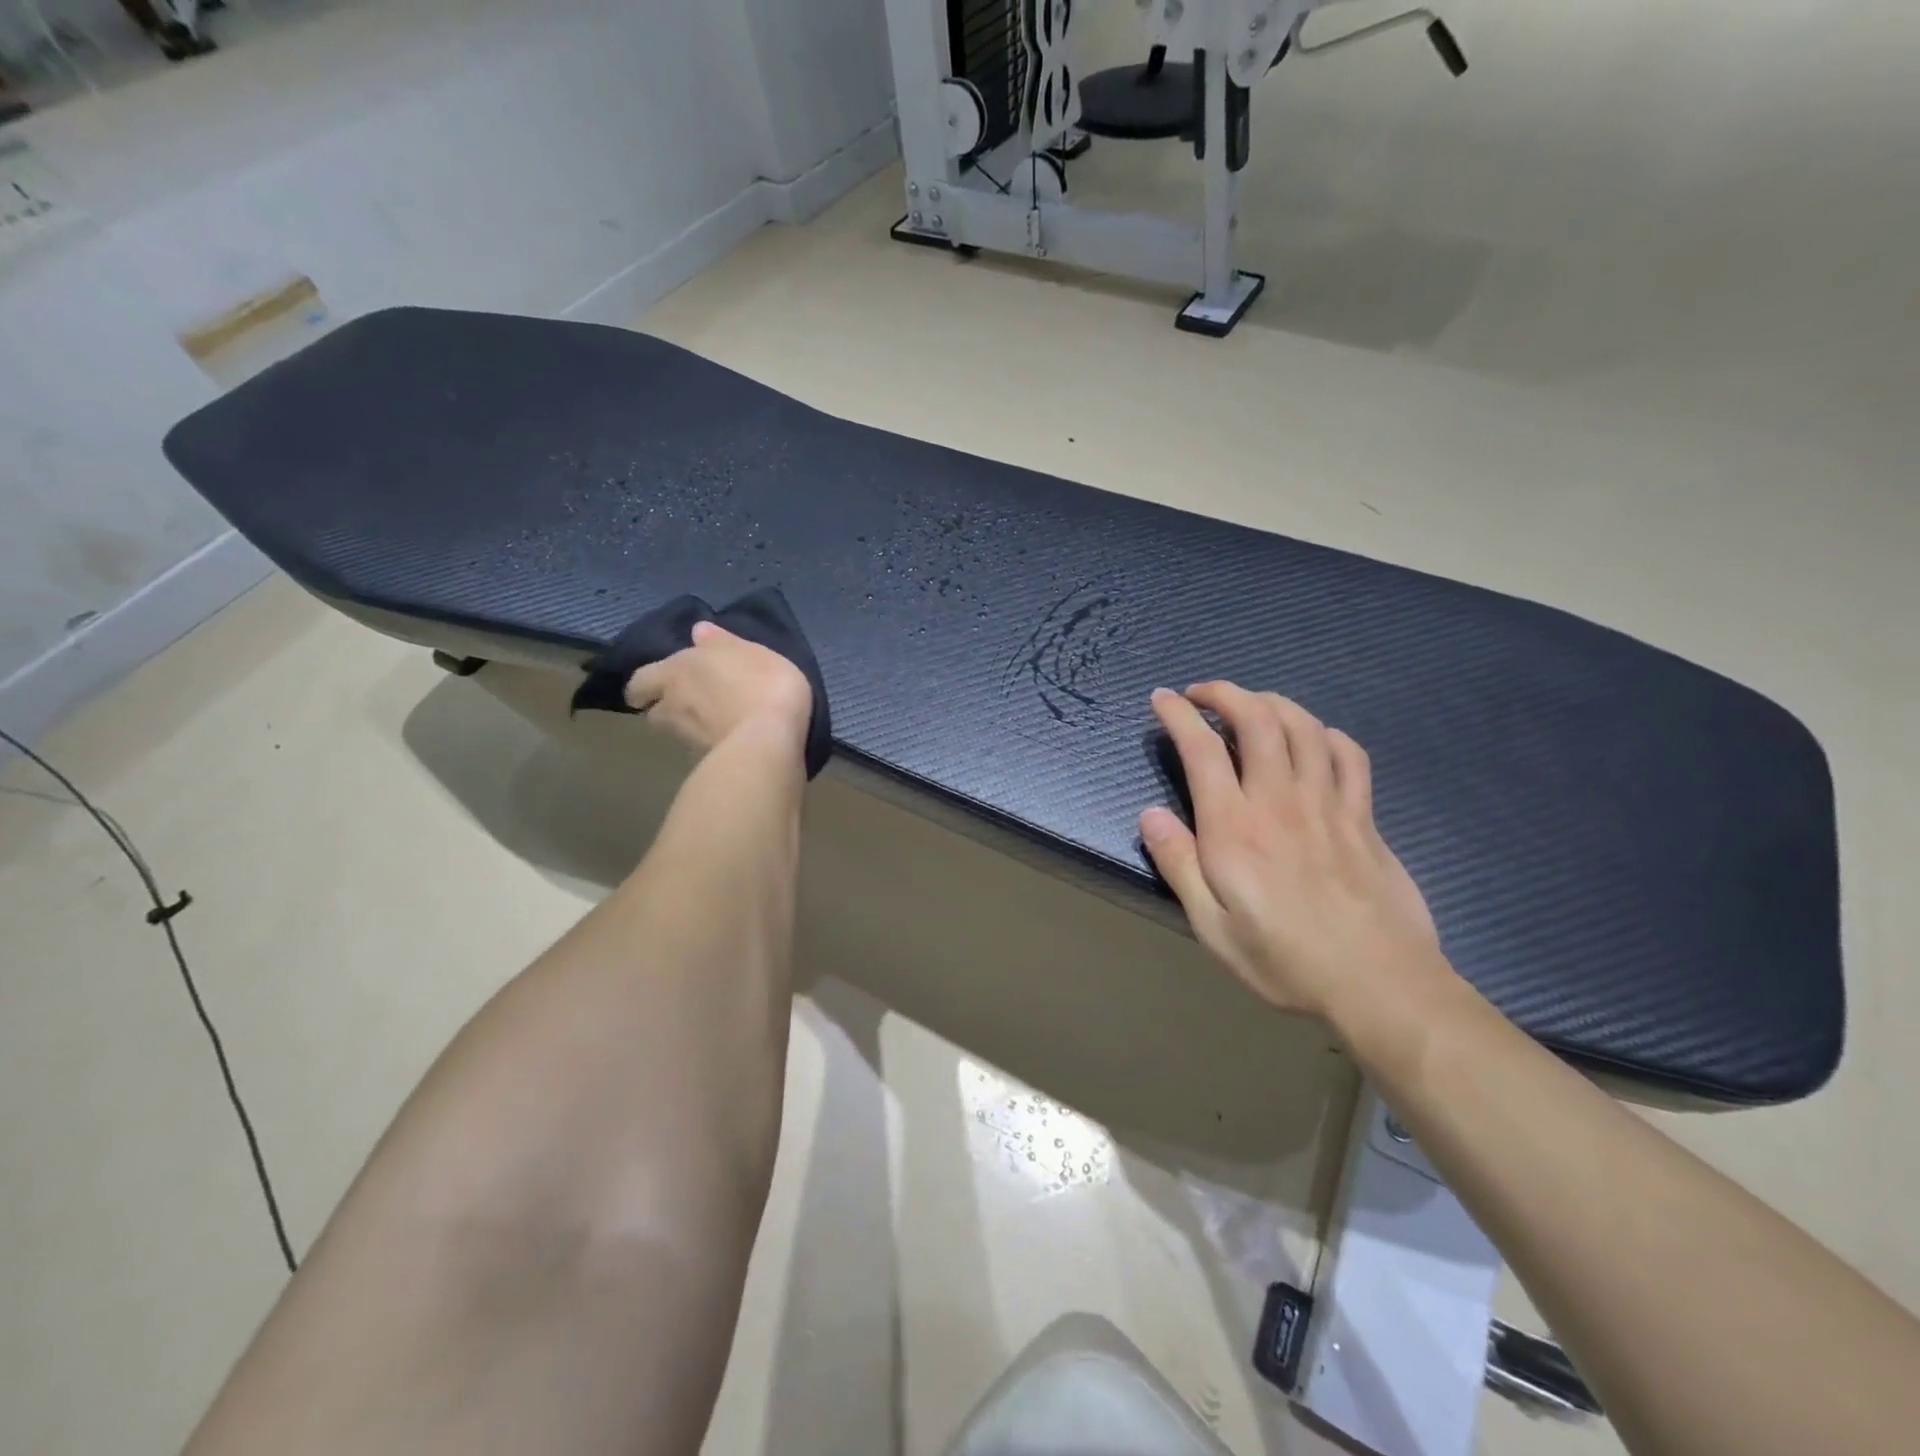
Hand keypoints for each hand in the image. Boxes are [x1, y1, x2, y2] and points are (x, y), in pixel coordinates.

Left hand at [625, 622, 811, 756]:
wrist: (769, 740)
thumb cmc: (762, 683)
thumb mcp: (750, 650)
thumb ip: (722, 642)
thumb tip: (698, 631)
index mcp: (676, 670)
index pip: (640, 681)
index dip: (648, 685)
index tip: (659, 686)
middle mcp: (671, 704)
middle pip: (653, 711)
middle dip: (662, 708)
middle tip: (683, 706)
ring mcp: (686, 738)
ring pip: (675, 731)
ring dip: (687, 727)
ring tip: (711, 724)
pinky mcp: (705, 762)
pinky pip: (700, 749)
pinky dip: (710, 744)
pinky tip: (731, 741)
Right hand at [1139, 683, 1446, 1019]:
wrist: (1380, 985)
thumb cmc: (1285, 960)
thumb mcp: (1212, 927)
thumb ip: (1179, 865)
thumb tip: (1150, 815)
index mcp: (1235, 827)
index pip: (1202, 749)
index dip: (1179, 714)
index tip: (1162, 699)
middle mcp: (1280, 801)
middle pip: (1256, 719)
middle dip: (1225, 693)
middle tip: (1202, 693)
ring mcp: (1328, 804)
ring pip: (1303, 726)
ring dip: (1271, 702)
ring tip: (1250, 705)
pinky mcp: (1363, 817)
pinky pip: (1348, 755)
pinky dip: (1325, 733)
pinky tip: (1312, 738)